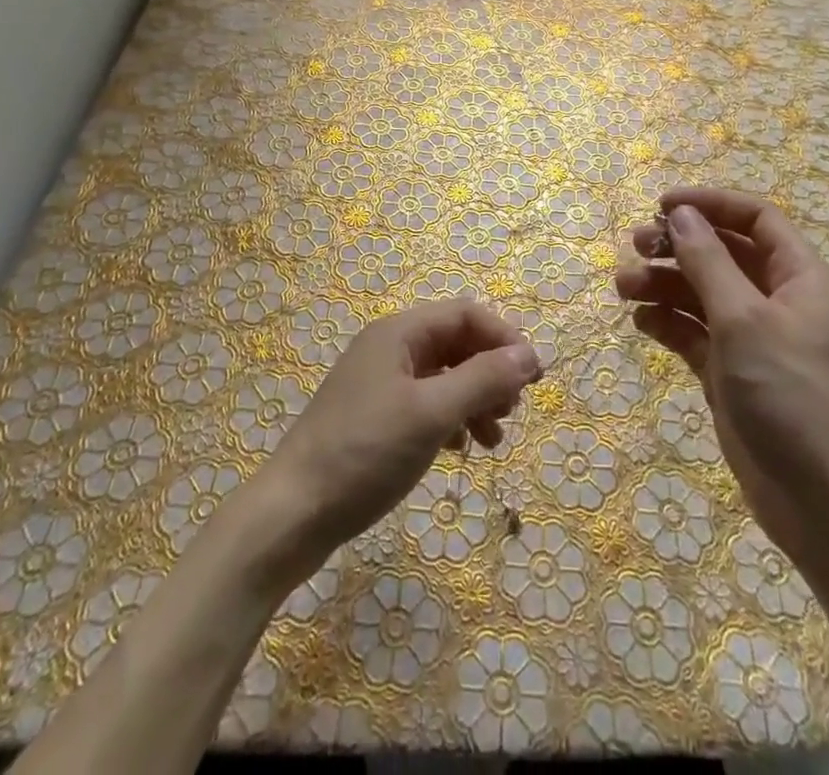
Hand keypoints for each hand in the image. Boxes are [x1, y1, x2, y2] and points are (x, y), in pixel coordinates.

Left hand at [258, 299, 540, 578]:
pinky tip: (462, 449)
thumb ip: (482, 379)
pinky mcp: (375, 417)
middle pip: (456, 343)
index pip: (465, 314)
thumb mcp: (431, 414)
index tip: (535, 376)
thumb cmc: (365, 453)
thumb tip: (529, 355)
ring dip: (475, 399)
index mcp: (399, 333)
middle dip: (491, 371)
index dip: (504, 338)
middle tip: (514, 409)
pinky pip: (427, 404)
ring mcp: (380, 383)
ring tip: (495, 438)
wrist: (293, 514)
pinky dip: (452, 419)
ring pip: (444, 376)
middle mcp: (390, 348)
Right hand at [617, 186, 828, 564]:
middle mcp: (776, 300)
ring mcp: (753, 338)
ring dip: (663, 284)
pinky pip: (694, 332)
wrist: (822, 503)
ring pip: (702, 293)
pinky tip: (641, 323)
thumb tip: (681, 214)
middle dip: (678, 245)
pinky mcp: (731, 372)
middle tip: (636, 246)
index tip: (662, 205)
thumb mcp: (743, 319)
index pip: (754, 218)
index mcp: (798, 277)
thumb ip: (708, 262)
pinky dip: (668, 322)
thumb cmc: (790, 394)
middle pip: (722, 253)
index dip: (711, 204)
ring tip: (624, 288)